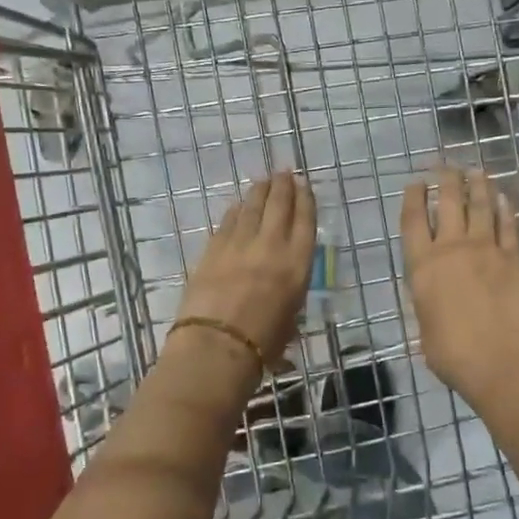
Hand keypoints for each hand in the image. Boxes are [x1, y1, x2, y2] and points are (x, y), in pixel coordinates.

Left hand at [172, 171, 315, 372]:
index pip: (305, 221)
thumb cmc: (262, 345)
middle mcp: (271, 246)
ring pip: (251, 207)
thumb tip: (282, 290)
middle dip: (283, 186)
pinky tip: (238, 206)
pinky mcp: (213, 249)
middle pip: (278, 205)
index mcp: (297, 264)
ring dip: (259, 191)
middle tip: (284, 173)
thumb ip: (290, 295)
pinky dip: (236, 211)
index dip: (305, 199)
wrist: (216, 346)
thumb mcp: (290, 319)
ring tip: (263, 180)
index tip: (304, 184)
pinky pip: (228, 222)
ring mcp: (239, 244)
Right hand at [401, 168, 518, 415]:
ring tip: (475, 171)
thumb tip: (433, 299)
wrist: (504, 360)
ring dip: (477, 185)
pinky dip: (505, 209)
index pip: (413, 221)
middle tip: (445, 166)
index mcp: (422, 267)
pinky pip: (508, 225)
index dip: (414, 198)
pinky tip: (504, 198)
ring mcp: (486, 249)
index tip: (416, 183)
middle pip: (449, 202)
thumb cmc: (454, 355)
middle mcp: (452, 248)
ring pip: (480, 206)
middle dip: (445, 179)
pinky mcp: (514, 257)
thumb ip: (428, 305)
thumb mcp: (425, 330)